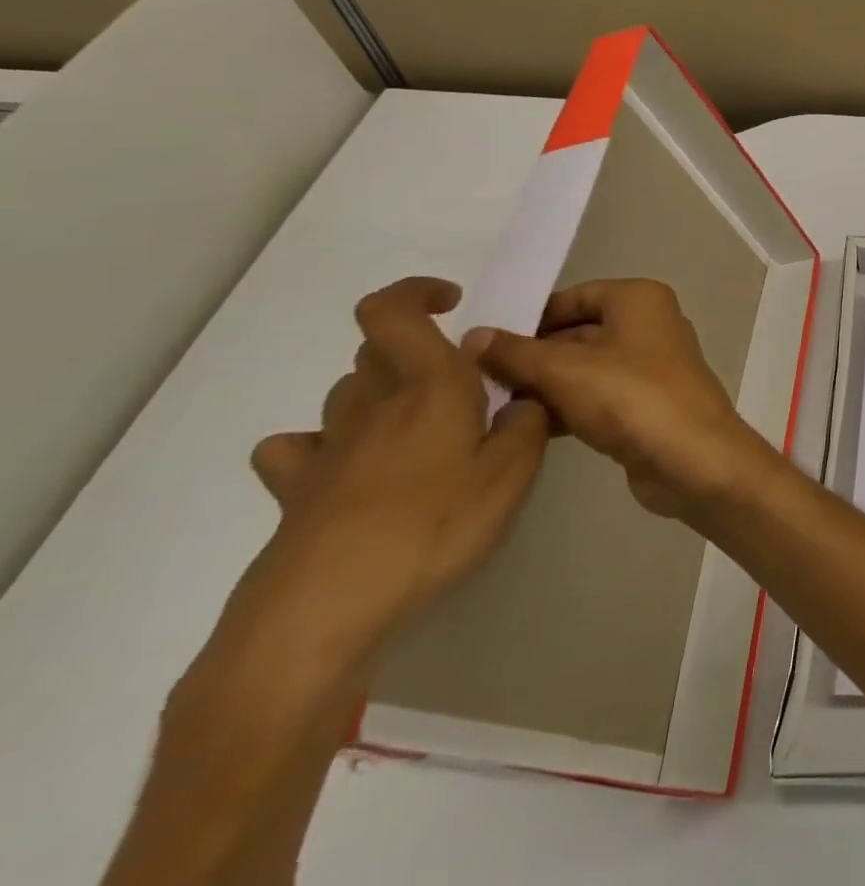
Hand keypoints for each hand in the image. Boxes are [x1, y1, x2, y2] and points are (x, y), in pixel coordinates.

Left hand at [245, 277, 549, 655]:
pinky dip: (325, 447)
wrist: (323, 611)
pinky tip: (351, 470)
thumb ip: (530, 422)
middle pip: (376, 350)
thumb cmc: (433, 526)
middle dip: (417, 351)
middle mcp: (373, 404)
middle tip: (462, 385)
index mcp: (428, 385)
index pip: (393, 311)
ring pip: (349, 393)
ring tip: (423, 431)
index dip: (417, 292)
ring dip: (383, 394)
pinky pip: (301, 450)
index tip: (455, 302)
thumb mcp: (513, 473)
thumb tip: (524, 399)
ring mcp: (327, 448)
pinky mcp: (296, 492)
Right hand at [474, 278, 773, 520]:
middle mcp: (650, 324)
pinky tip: (525, 428)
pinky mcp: (647, 404)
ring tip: (490, 407)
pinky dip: (567, 407)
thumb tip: (473, 335)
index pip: (573, 297)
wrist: (693, 458)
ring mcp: (651, 366)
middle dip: (532, 356)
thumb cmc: (631, 397)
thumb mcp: (565, 370)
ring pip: (585, 368)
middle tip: (475, 381)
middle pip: (578, 333)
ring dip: (544, 386)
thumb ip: (516, 353)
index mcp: (639, 299)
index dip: (529, 318)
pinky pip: (598, 396)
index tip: (481, 344)